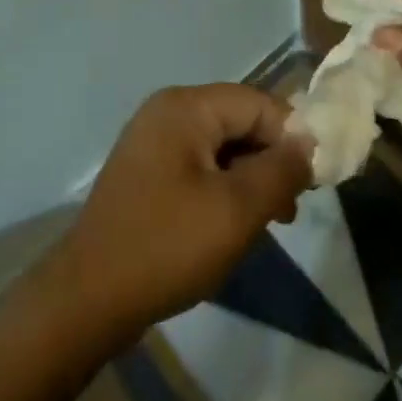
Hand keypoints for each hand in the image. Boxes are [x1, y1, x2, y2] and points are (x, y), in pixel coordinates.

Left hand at [41, 85, 313, 344]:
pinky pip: (199, 166)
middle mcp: (167, 111)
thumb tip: (308, 142)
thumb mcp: (237, 209)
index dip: (291, 138)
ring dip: (250, 178)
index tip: (312, 183)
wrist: (89, 296)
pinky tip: (233, 224)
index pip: (258, 103)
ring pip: (221, 146)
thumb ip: (280, 170)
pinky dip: (223, 188)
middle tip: (291, 209)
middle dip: (271, 160)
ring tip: (270, 222)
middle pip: (238, 121)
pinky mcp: (146, 172)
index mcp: (186, 106)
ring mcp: (152, 141)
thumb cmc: (167, 245)